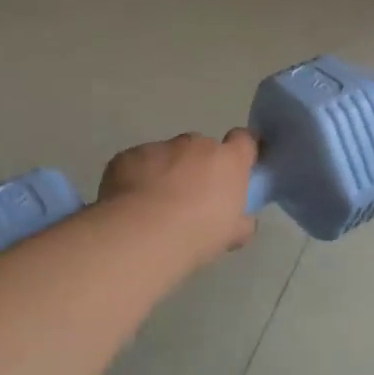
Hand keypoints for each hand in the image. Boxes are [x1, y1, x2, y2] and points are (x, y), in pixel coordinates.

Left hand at [98, 129, 258, 262]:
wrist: (143, 234)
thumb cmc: (199, 233)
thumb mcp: (232, 234)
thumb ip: (241, 222)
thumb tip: (243, 221)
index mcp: (229, 161)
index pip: (245, 140)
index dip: (241, 150)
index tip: (237, 166)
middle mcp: (197, 145)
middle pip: (202, 148)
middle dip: (198, 166)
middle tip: (191, 197)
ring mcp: (160, 147)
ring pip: (167, 155)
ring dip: (166, 172)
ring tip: (155, 205)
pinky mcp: (129, 155)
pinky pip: (137, 163)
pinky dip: (137, 178)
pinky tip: (130, 204)